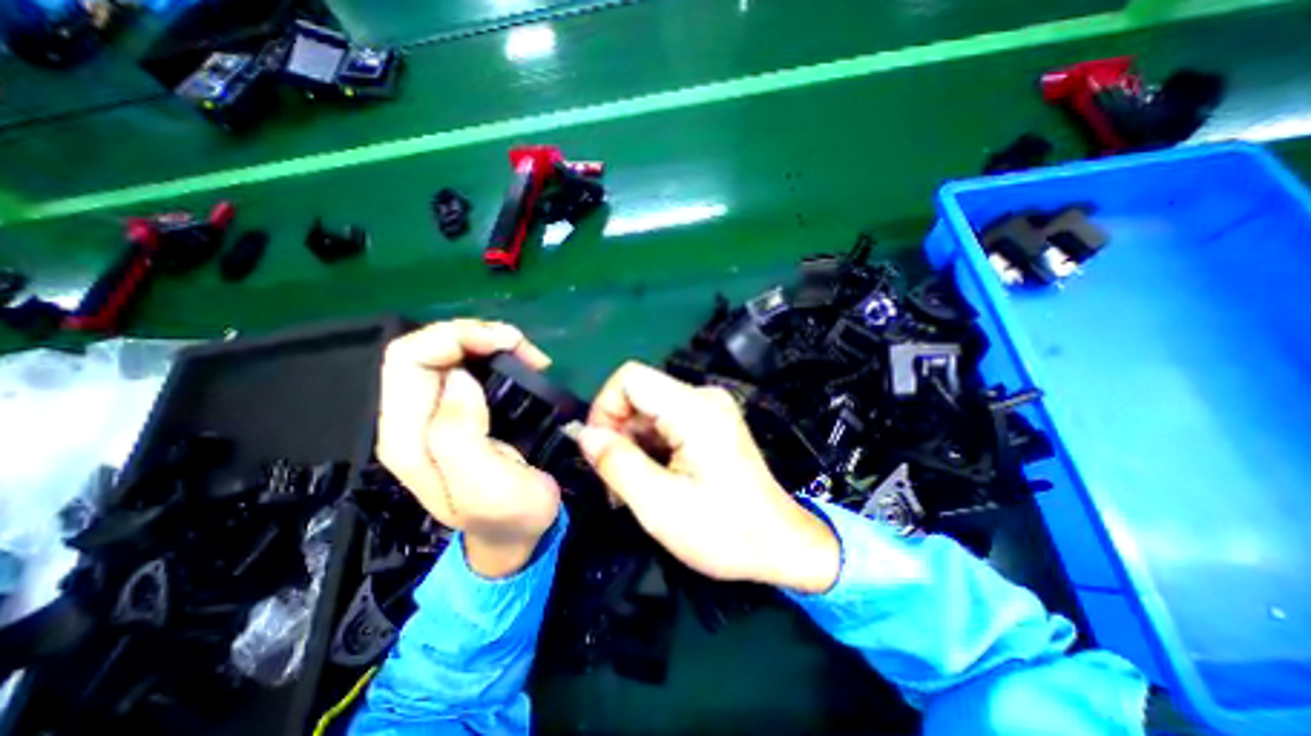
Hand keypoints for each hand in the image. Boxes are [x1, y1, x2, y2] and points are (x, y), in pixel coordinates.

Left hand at [379, 321, 562, 581]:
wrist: (517, 534)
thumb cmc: (510, 514)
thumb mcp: (488, 487)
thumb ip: (460, 434)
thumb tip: (459, 376)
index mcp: (408, 437)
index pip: (408, 360)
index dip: (454, 338)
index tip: (505, 344)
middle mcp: (411, 420)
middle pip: (421, 350)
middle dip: (471, 335)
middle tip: (520, 344)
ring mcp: (433, 415)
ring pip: (443, 354)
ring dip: (483, 342)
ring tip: (525, 352)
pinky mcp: (458, 412)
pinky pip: (464, 367)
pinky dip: (491, 355)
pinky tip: (517, 362)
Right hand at [581, 361, 844, 598]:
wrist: (780, 544)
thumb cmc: (724, 531)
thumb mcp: (659, 505)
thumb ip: (615, 463)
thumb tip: (584, 434)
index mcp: (694, 409)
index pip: (630, 377)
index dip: (604, 406)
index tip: (599, 448)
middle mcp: (704, 397)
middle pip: (640, 393)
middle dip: (618, 430)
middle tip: (614, 478)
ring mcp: (710, 408)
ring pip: (650, 408)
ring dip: (632, 441)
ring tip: (633, 484)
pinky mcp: (712, 422)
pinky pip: (667, 420)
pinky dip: (650, 444)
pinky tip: (653, 476)